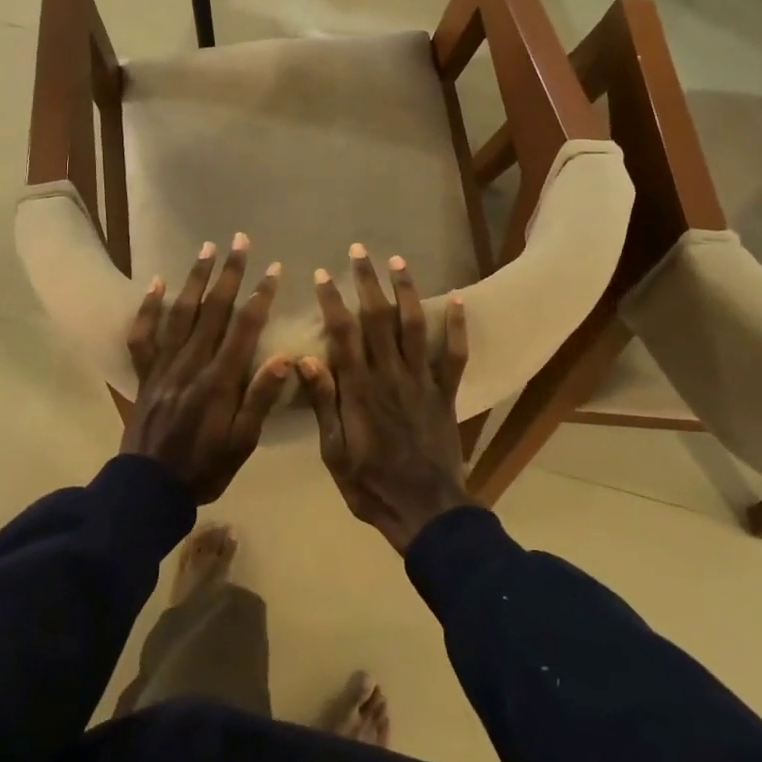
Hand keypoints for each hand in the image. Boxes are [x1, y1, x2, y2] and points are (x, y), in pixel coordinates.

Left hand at [122, 235, 289, 504]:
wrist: (149, 489)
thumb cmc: (205, 468)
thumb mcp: (243, 442)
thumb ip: (260, 399)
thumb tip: (285, 358)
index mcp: (220, 380)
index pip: (244, 327)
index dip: (260, 295)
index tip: (273, 269)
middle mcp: (191, 363)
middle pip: (213, 310)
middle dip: (229, 273)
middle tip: (240, 241)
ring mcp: (164, 365)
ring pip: (181, 313)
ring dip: (195, 279)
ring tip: (206, 248)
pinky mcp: (144, 373)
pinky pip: (143, 335)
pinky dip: (148, 307)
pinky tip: (156, 282)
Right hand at [299, 246, 471, 554]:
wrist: (424, 510)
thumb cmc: (370, 484)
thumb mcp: (334, 451)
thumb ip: (324, 403)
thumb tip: (304, 358)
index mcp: (359, 388)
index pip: (342, 333)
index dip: (332, 300)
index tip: (323, 273)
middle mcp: (391, 374)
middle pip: (378, 318)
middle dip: (367, 281)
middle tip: (360, 251)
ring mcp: (422, 381)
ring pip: (414, 326)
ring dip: (406, 291)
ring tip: (399, 261)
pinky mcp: (446, 393)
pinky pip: (455, 354)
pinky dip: (457, 325)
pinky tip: (458, 298)